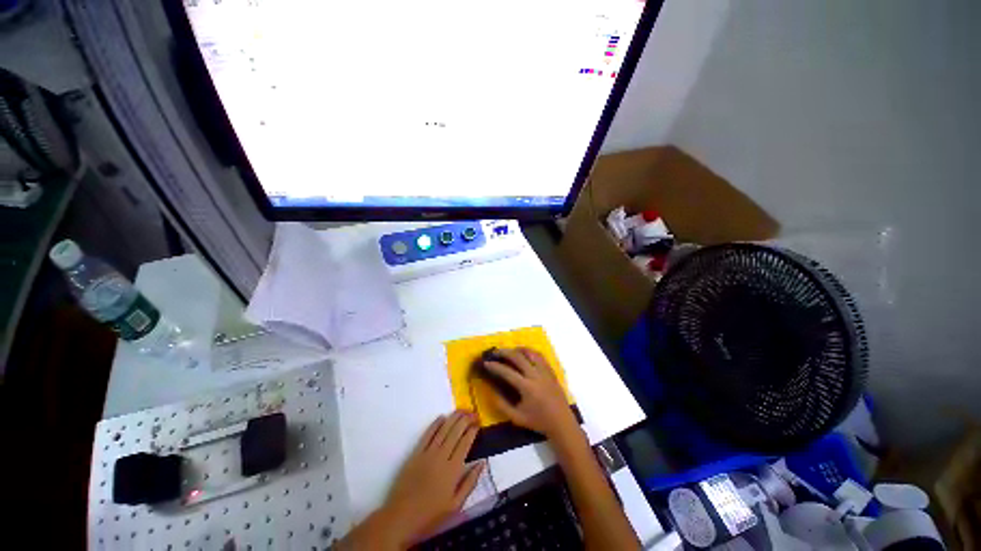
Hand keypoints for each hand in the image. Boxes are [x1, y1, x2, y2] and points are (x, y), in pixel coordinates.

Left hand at [377, 411, 484, 545]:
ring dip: (453, 417)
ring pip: (443, 430)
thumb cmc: (431, 514)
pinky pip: (427, 435)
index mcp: (453, 470)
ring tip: (462, 409)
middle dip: (466, 419)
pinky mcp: (415, 453)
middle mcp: (441, 457)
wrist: (401, 517)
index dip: (472, 430)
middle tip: (473, 412)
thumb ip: (470, 482)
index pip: (465, 443)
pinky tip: (442, 417)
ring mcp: (427, 453)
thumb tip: (482, 462)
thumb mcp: (456, 505)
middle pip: (455, 432)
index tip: (478, 423)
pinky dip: (435, 424)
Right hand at [484, 348, 578, 438]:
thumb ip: (502, 405)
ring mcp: (544, 371)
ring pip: (530, 352)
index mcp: (527, 387)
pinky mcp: (551, 371)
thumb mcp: (517, 418)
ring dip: (518, 349)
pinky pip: (540, 356)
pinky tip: (524, 354)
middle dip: (504, 352)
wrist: (561, 423)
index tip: (486, 363)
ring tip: (509, 351)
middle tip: (495, 352)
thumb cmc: (538, 421)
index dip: (495, 366)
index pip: (507, 371)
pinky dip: (530, 352)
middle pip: (518, 357)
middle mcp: (535, 375)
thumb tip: (491, 392)